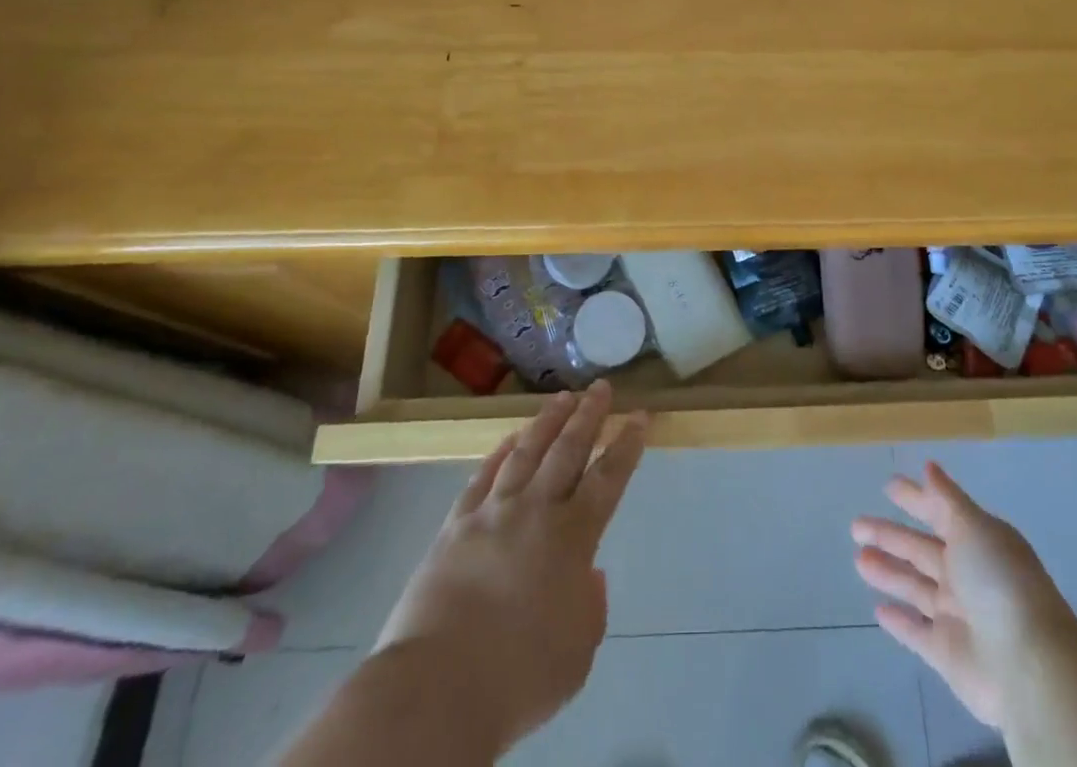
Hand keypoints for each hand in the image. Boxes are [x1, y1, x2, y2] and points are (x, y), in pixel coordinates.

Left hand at [376, 381, 646, 755]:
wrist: (436, 690)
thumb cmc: (518, 678)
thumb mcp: (577, 654)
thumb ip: (589, 607)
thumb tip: (587, 575)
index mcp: (572, 538)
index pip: (609, 477)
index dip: (627, 444)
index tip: (640, 415)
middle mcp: (536, 510)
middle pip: (568, 449)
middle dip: (589, 414)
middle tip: (601, 387)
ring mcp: (492, 512)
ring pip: (527, 451)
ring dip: (547, 421)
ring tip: (562, 398)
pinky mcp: (454, 525)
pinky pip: (482, 476)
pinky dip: (499, 452)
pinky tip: (510, 439)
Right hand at [853, 461, 1076, 730]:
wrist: (1027, 665)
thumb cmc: (999, 582)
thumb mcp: (973, 527)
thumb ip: (947, 499)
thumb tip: (929, 466)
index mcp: (978, 541)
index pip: (940, 513)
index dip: (915, 499)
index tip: (888, 486)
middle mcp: (968, 574)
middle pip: (921, 550)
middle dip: (890, 536)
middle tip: (856, 525)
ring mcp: (957, 615)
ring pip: (915, 587)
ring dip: (888, 572)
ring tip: (858, 559)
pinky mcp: (948, 653)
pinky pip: (917, 632)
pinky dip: (900, 621)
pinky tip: (878, 609)